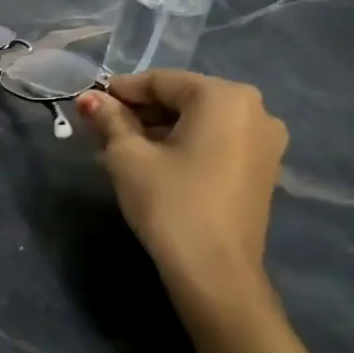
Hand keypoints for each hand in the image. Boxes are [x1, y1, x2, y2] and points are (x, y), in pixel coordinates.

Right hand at [77, 69, 287, 293]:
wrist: (214, 271)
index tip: (88, 103)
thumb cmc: (169, 202)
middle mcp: (255, 110)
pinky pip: (215, 141)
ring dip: (159, 128)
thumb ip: (109, 120)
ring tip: (121, 147)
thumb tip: (89, 99)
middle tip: (101, 128)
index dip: (120, 90)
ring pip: (199, 121)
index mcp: (225, 97)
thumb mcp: (128, 156)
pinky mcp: (262, 169)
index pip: (161, 81)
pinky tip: (153, 162)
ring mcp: (265, 141)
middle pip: (183, 98)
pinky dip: (183, 144)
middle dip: (140, 110)